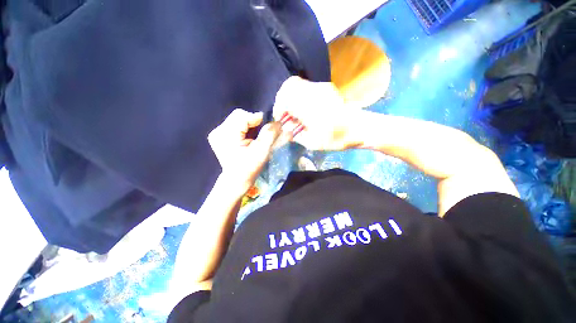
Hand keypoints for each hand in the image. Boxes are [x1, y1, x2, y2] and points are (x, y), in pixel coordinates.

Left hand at [208, 109, 281, 194]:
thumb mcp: (262, 151)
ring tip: (253, 138)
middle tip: (259, 136)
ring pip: (237, 119)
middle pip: (239, 115)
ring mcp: (217, 133)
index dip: (257, 119)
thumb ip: (269, 134)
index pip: (243, 116)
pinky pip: (235, 125)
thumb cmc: (250, 167)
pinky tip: (246, 139)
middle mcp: (218, 131)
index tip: (266, 129)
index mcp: (226, 135)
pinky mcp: (219, 136)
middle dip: (252, 123)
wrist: (237, 180)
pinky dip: (244, 129)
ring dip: (249, 125)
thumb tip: (278, 121)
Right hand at [273, 76, 356, 150]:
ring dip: (291, 96)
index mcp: (310, 107)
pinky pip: (306, 86)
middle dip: (282, 99)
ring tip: (294, 111)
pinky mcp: (325, 87)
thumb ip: (296, 135)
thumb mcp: (313, 143)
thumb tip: (286, 128)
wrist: (358, 127)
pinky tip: (304, 107)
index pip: (285, 98)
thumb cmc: (336, 138)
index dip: (279, 108)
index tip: (280, 118)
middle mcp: (314, 92)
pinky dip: (299, 95)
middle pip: (289, 85)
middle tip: (285, 113)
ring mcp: (321, 87)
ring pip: (297, 83)